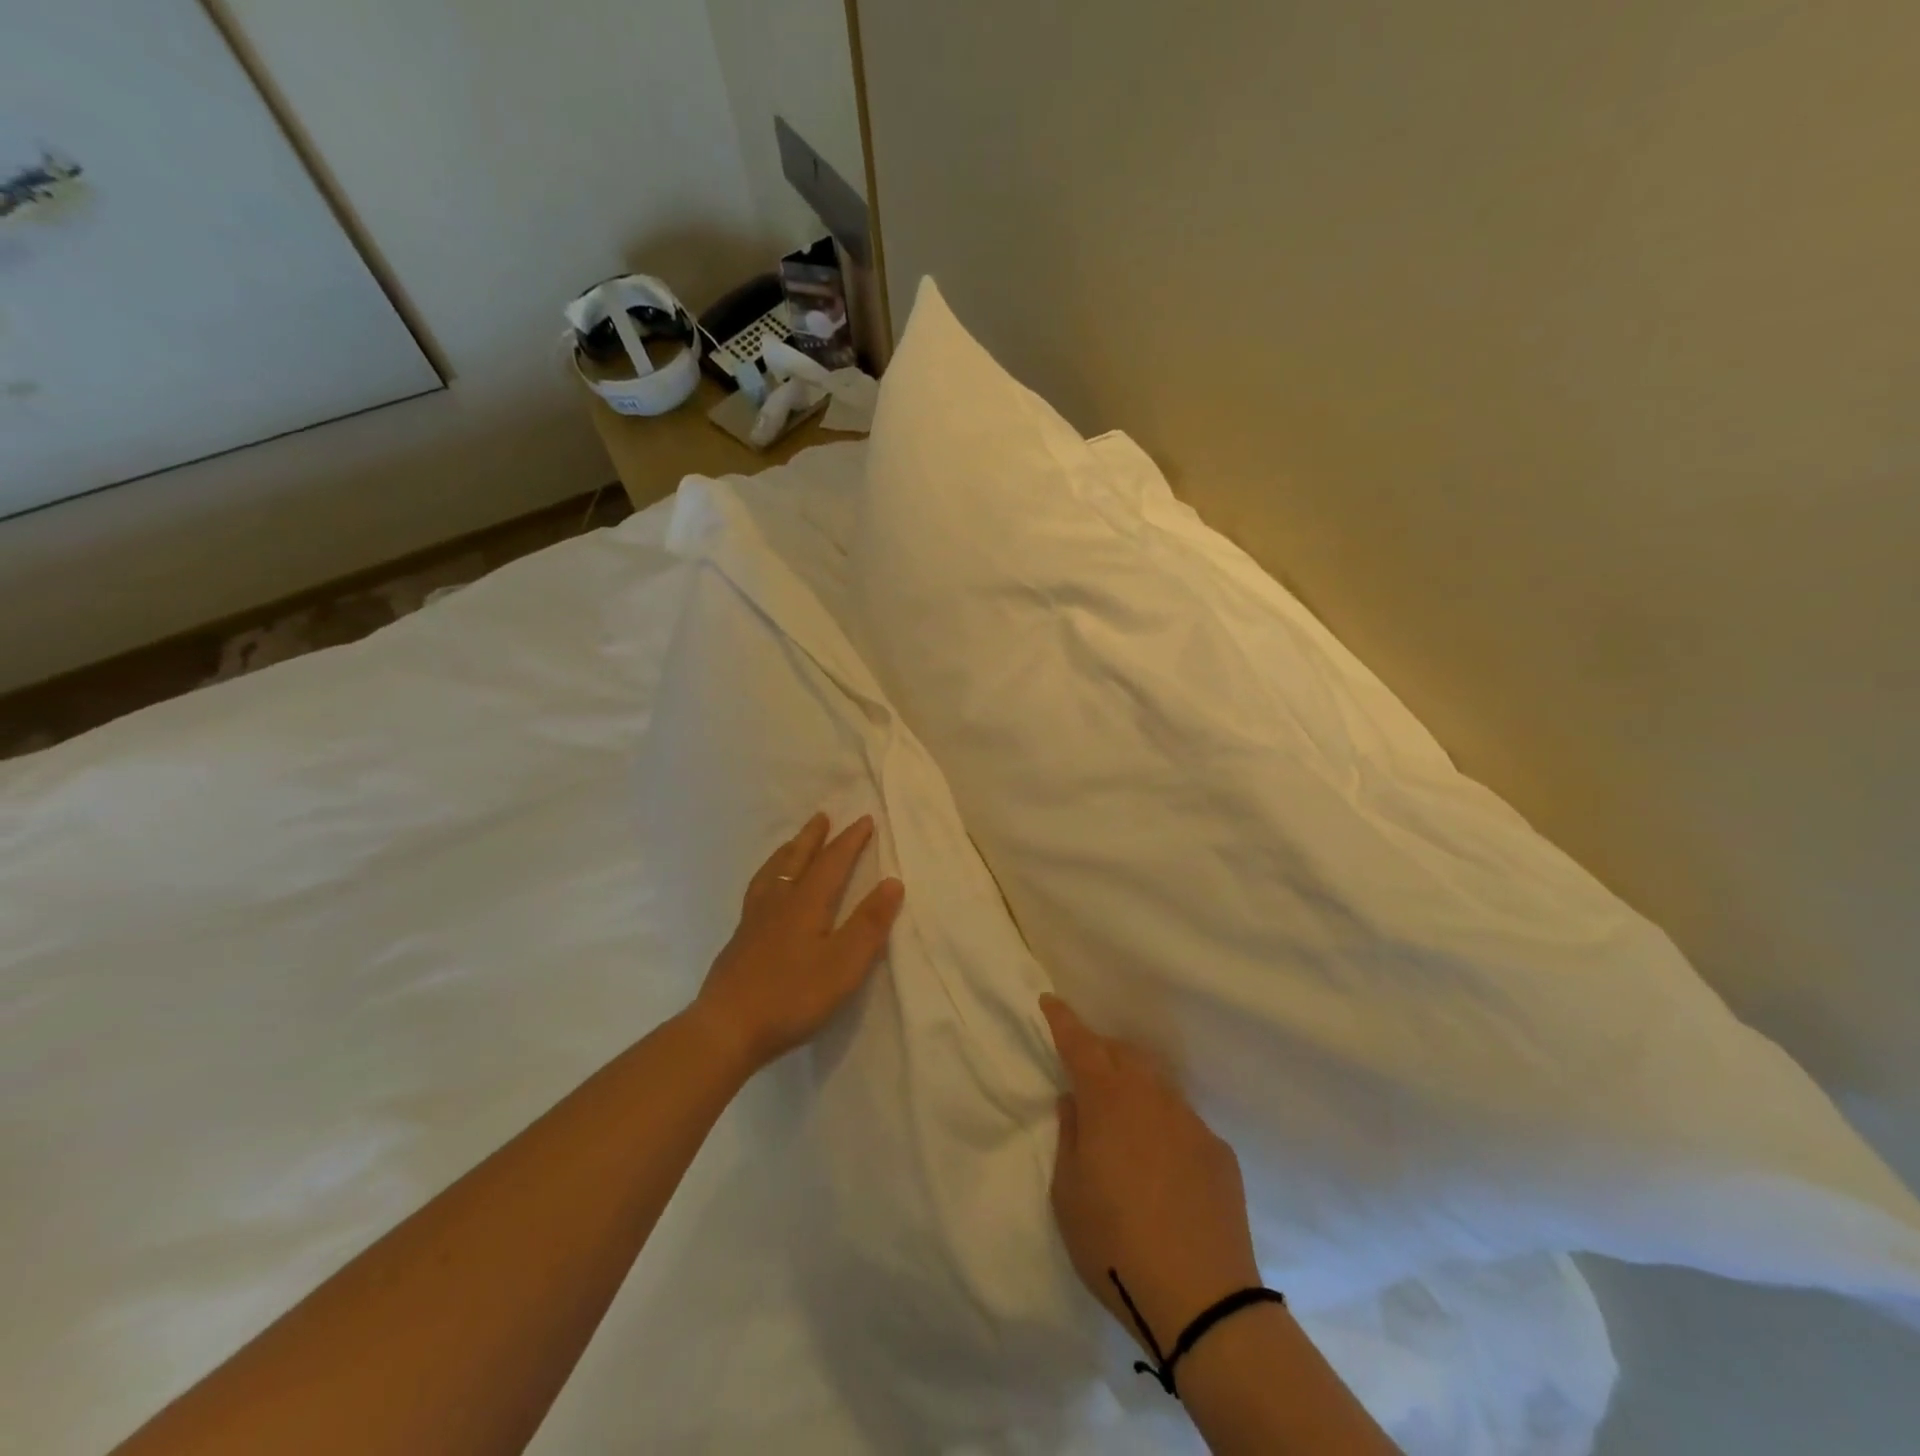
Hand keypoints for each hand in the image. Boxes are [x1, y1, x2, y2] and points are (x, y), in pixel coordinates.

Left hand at [692, 813, 903, 1073]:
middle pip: (796, 859)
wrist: (726, 1028)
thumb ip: (869, 924)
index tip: (864, 820)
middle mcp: (778, 902)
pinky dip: (767, 877)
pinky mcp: (739, 941)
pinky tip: (765, 891)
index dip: (850, 841)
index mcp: (806, 903)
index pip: (832, 862)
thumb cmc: (792, 996)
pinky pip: (757, 891)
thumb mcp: (844, 964)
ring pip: (772, 873)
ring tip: (792, 843)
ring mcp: (754, 921)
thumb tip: (892, 882)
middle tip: (822, 817)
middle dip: (813, 837)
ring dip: (787, 852)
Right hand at [1042, 995, 1261, 1351]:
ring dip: (1135, 1085)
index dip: (1063, 1020)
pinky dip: (1164, 1124)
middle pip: (1124, 1053)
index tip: (1050, 1001)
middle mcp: (1152, 1097)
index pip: (1080, 1044)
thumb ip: (1070, 1137)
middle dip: (1102, 1051)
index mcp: (1108, 1101)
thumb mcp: (1068, 1194)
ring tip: (1124, 1119)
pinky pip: (1183, 1120)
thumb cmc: (1115, 1244)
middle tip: (1086, 1071)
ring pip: (1157, 1083)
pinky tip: (1162, 1165)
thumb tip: (1075, 1102)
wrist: (1203, 1299)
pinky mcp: (1218, 1151)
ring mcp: (1190, 1121)